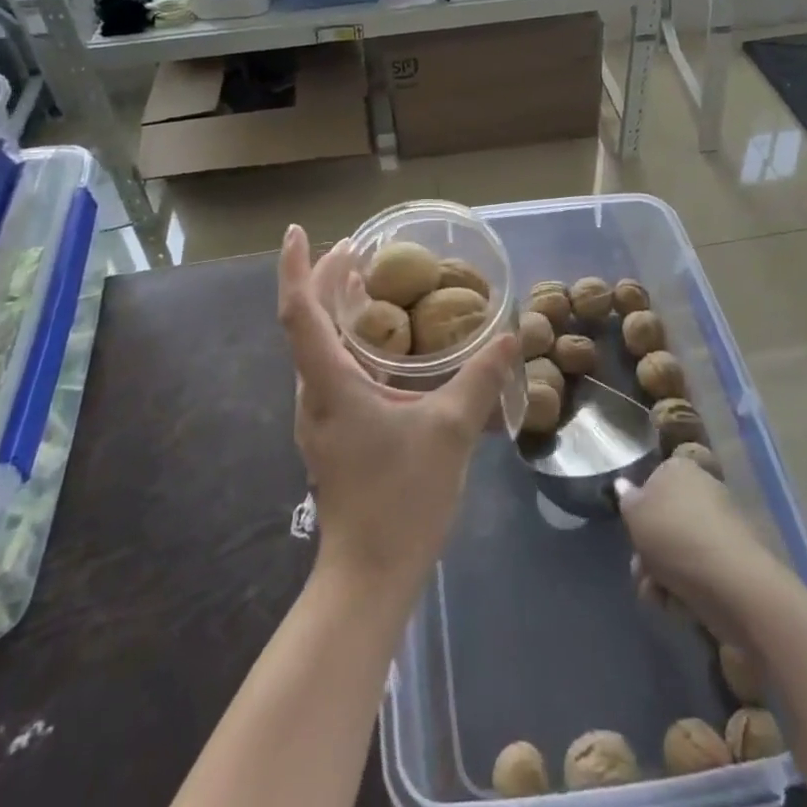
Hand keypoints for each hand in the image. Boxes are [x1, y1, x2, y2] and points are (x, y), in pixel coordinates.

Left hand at [279, 225, 518, 594]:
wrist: (370, 575)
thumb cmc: (401, 497)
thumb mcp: (450, 431)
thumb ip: (480, 379)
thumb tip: (510, 336)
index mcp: (330, 383)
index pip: (299, 312)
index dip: (296, 268)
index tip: (298, 231)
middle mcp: (314, 392)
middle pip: (306, 321)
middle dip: (324, 278)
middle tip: (356, 247)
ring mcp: (320, 414)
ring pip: (317, 345)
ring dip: (335, 307)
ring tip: (366, 280)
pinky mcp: (333, 430)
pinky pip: (331, 367)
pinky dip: (349, 337)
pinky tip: (382, 341)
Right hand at [619, 457, 785, 646]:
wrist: (731, 583)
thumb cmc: (675, 536)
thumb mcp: (635, 513)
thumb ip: (626, 499)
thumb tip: (623, 484)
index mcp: (680, 468)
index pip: (653, 481)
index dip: (639, 508)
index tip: (632, 531)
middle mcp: (703, 490)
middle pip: (664, 520)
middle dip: (648, 550)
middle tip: (640, 571)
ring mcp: (720, 527)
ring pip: (677, 550)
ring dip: (661, 575)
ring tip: (656, 595)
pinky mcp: (732, 561)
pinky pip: (698, 571)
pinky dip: (684, 588)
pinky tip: (677, 605)